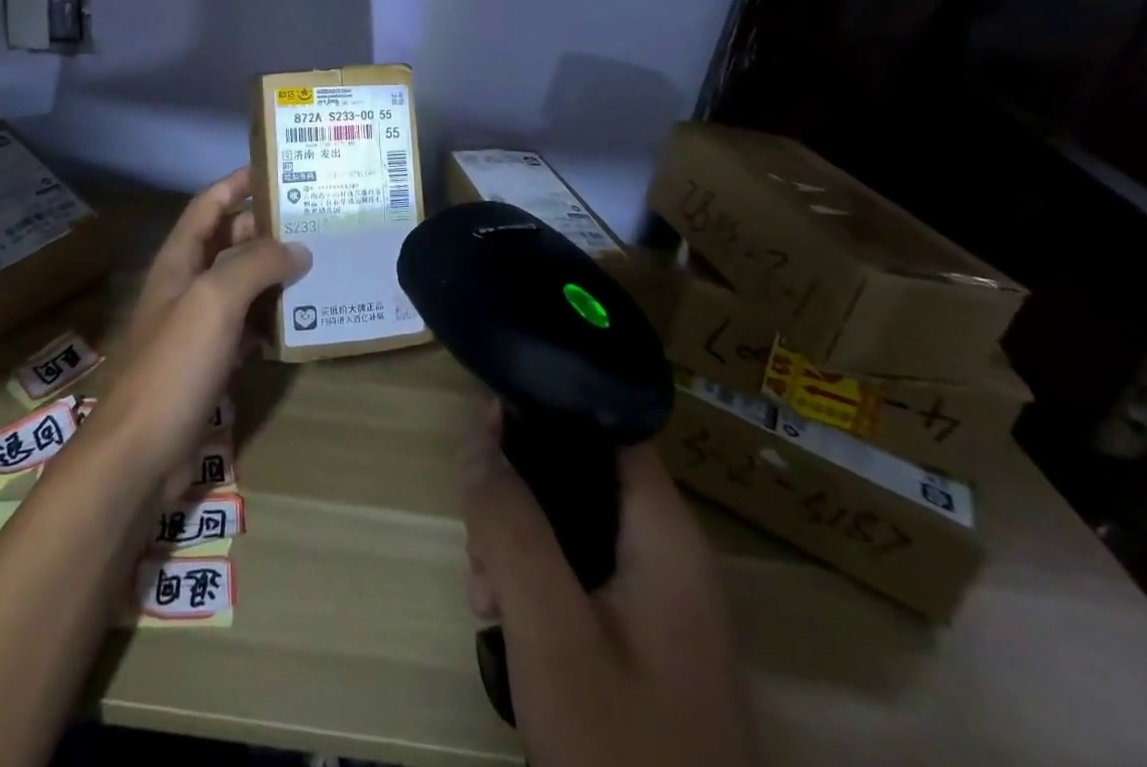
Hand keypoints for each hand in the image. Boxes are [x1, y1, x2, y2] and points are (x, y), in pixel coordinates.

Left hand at [89, 169, 311, 484]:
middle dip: (266, 227)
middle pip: (228, 242)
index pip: (208, 205)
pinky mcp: (209, 363)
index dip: (237, 182)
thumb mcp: (215, 300)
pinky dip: (270, 318)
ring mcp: (196, 326)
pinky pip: (245, 327)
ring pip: (240, 285)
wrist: (139, 454)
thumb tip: (298, 248)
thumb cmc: (173, 364)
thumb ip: (256, 264)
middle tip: (315, 219)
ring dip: (274, 273)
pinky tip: (300, 319)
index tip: (276, 169)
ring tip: (319, 262)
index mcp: (179, 261)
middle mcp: (186, 285)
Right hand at [460, 409, 757, 766]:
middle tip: (478, 550)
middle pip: (579, 478)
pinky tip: (504, 625)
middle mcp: (670, 556)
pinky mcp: (644, 643)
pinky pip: (580, 578)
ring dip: (517, 548)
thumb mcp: (548, 628)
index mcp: (666, 535)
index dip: (543, 413)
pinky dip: (537, 587)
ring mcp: (660, 604)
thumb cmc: (619, 746)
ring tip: (484, 599)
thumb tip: (476, 433)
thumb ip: (510, 524)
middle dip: (515, 499)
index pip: (605, 427)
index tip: (483, 428)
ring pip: (571, 530)